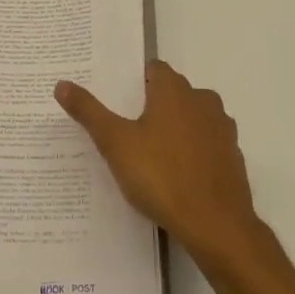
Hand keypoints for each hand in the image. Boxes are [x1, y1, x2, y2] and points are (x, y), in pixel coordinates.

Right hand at [55, 61, 265, 270]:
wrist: (216, 224)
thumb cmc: (161, 176)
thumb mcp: (115, 143)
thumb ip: (89, 112)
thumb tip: (62, 84)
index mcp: (174, 90)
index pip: (154, 69)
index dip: (134, 81)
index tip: (117, 99)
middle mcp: (203, 101)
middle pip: (173, 93)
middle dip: (152, 105)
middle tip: (126, 128)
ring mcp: (222, 129)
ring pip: (192, 118)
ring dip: (174, 128)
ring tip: (148, 154)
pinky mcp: (233, 157)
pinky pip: (206, 145)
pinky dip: (192, 152)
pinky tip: (175, 175)